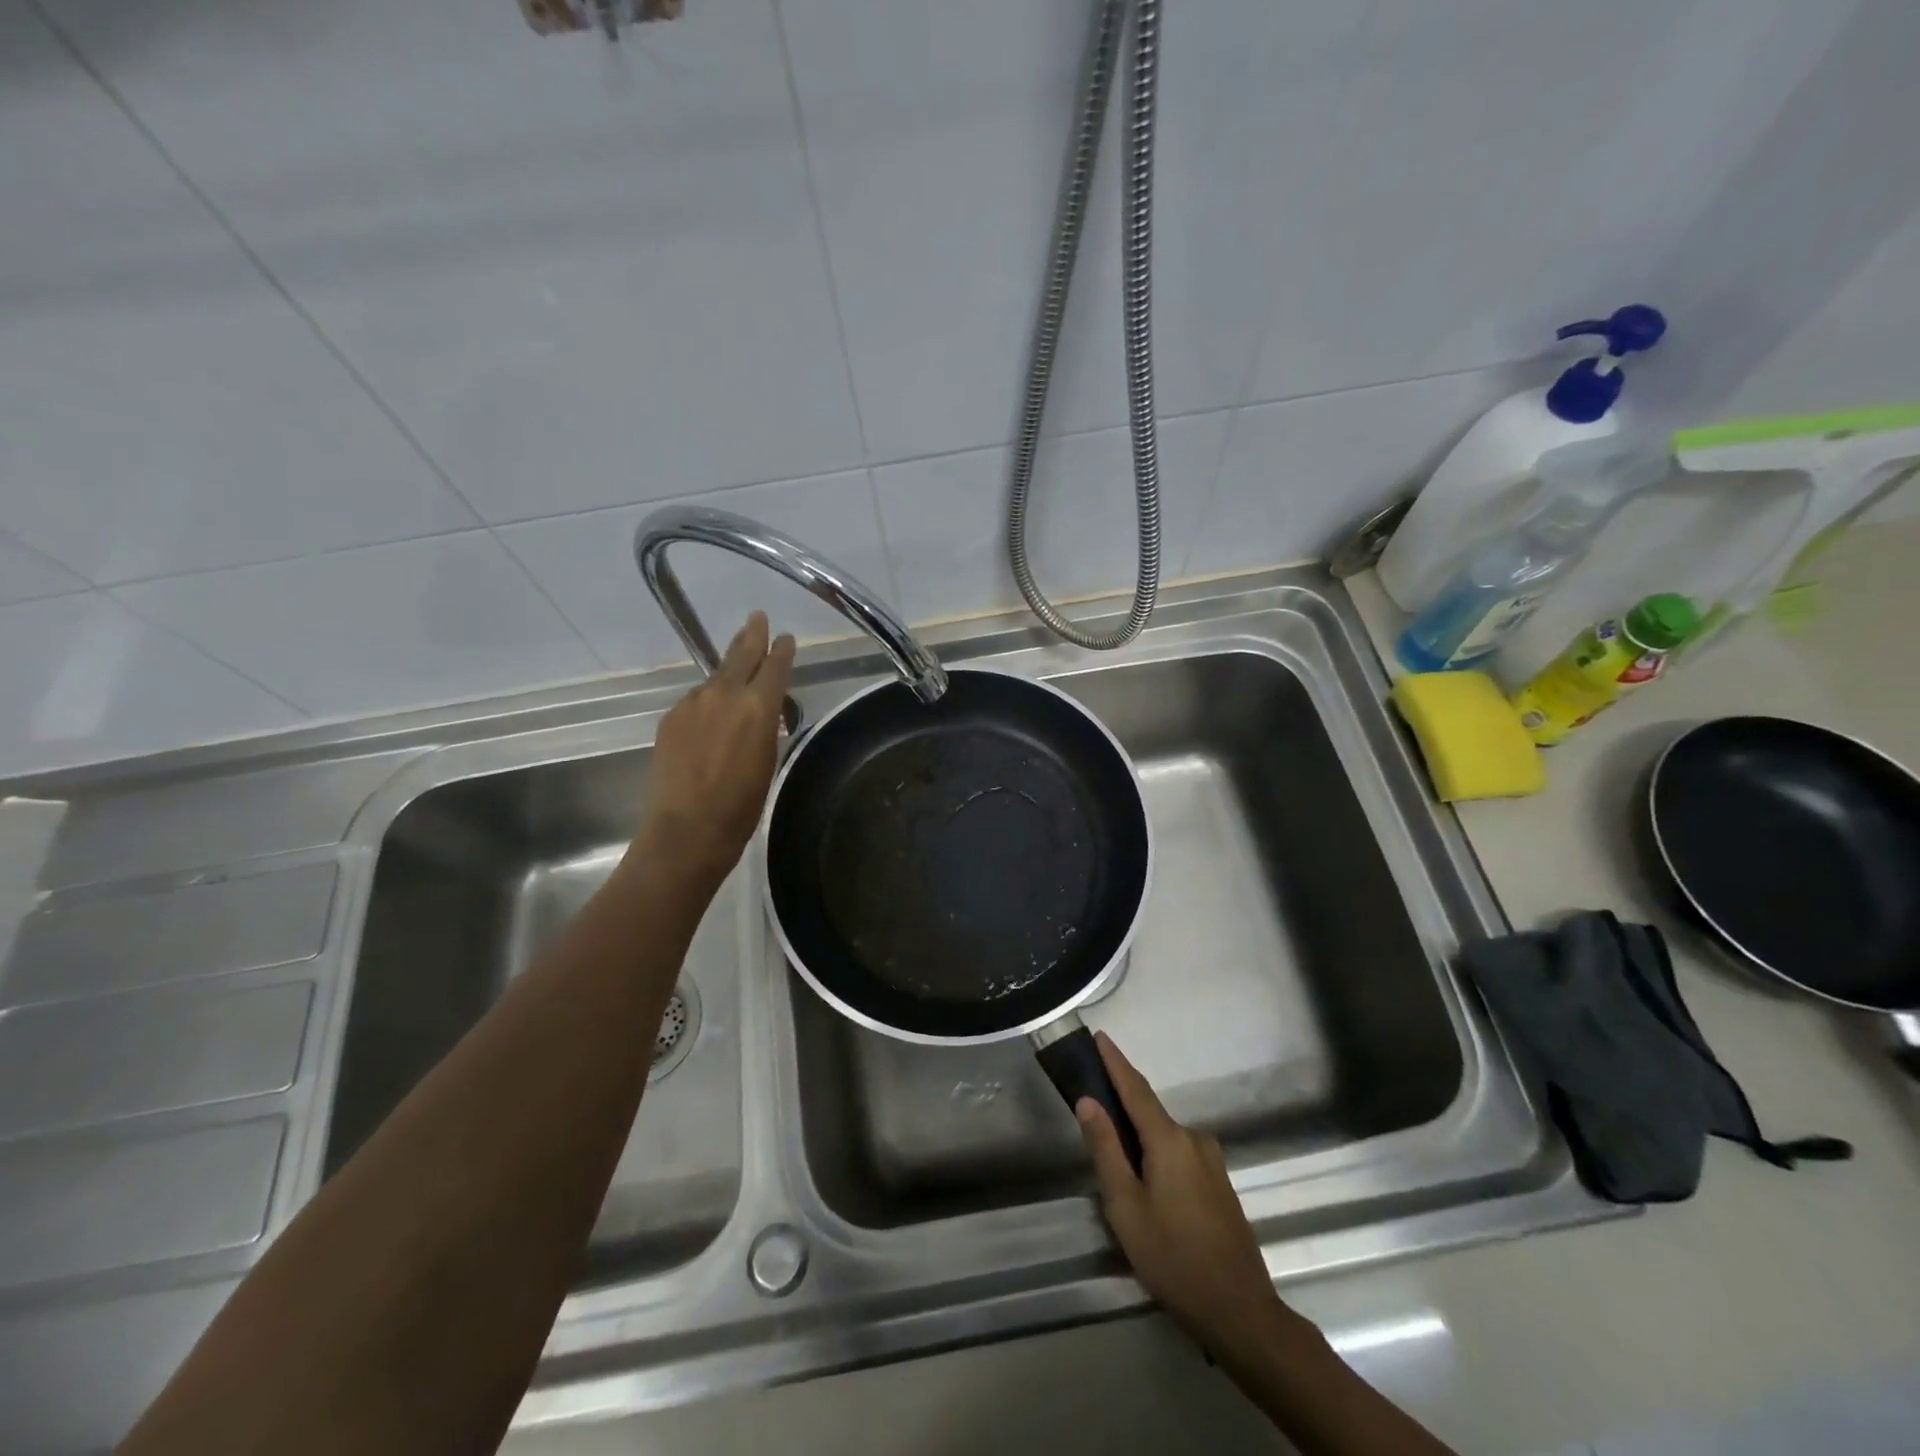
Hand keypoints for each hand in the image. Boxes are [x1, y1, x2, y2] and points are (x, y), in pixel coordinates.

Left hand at [639, 613, 794, 886]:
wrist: (687, 830)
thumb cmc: (742, 805)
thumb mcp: (768, 760)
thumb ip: (766, 726)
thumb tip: (761, 710)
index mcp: (758, 707)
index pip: (774, 665)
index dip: (781, 650)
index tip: (785, 638)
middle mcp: (723, 694)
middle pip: (740, 654)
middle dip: (751, 635)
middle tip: (756, 618)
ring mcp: (692, 704)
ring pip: (715, 678)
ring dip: (728, 671)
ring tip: (737, 666)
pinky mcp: (671, 718)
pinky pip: (696, 701)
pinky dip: (708, 701)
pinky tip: (710, 715)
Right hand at [1076, 1032, 1302, 1361]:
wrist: (1240, 1311)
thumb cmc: (1173, 1258)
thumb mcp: (1126, 1206)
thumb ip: (1106, 1149)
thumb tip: (1088, 1101)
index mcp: (1169, 1140)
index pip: (1136, 1088)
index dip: (1116, 1062)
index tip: (1100, 1036)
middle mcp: (1194, 1139)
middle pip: (1150, 1112)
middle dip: (1123, 1103)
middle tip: (1093, 1107)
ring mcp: (1212, 1161)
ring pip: (1166, 1137)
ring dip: (1141, 1137)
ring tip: (1116, 1161)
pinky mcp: (1220, 1184)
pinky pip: (1181, 1154)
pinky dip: (1159, 1154)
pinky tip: (1149, 1184)